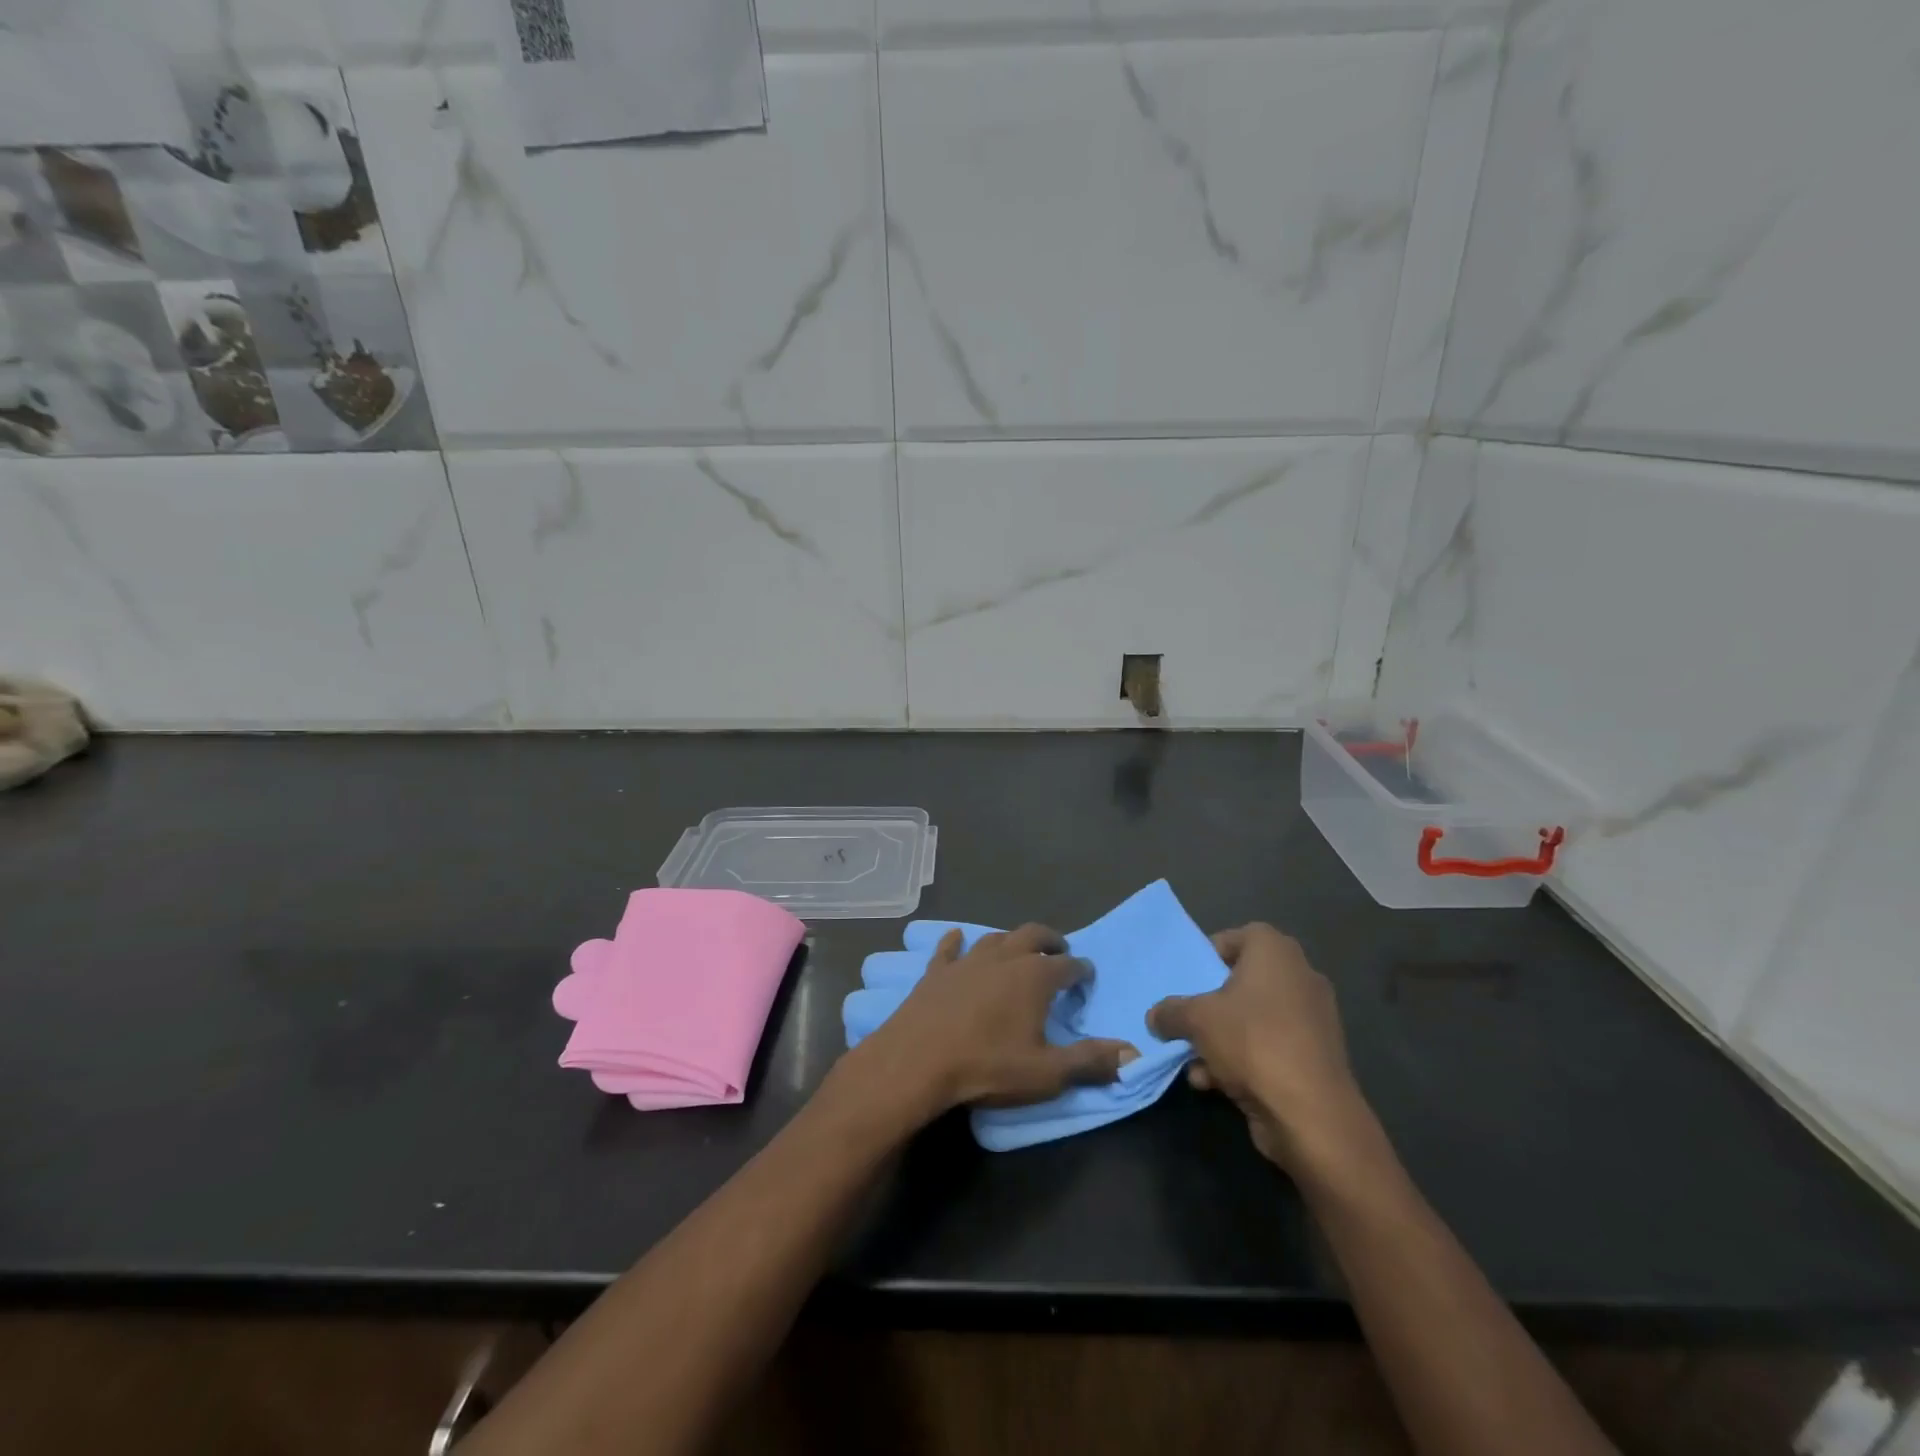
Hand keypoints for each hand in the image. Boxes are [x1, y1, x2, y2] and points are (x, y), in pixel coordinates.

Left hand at [849, 924, 1139, 1118]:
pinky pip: (949, 948)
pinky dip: (957, 941)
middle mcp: (1004, 958)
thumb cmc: (987, 1066)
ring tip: (1018, 949)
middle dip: (1050, 940)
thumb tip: (1133, 1053)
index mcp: (1034, 977)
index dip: (1081, 970)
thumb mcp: (1046, 1073)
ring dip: (1010, 941)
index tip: (1087, 975)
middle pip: (1033, 935)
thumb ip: (1090, 1061)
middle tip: (1059, 950)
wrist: (918, 1060)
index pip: (1068, 966)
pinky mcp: (937, 970)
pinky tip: (957, 938)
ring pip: (995, 938)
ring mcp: (967, 960)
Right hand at [1148, 924, 1368, 1171]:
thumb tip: (1155, 1016)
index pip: (1237, 937)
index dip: (1208, 955)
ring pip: (1253, 1019)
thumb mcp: (1196, 1019)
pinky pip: (1269, 1046)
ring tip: (1193, 1062)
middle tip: (1187, 1018)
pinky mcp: (1315, 1057)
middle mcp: (1299, 977)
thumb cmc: (1252, 1042)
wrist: (1311, 1113)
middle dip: (1211, 1004)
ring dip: (1220, 1038)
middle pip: (1242, 982)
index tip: (1187, 979)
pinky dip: (1243, 1060)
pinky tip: (1214, 1083)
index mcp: (1276, 952)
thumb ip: (1170, 1012)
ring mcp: (1311, 1019)